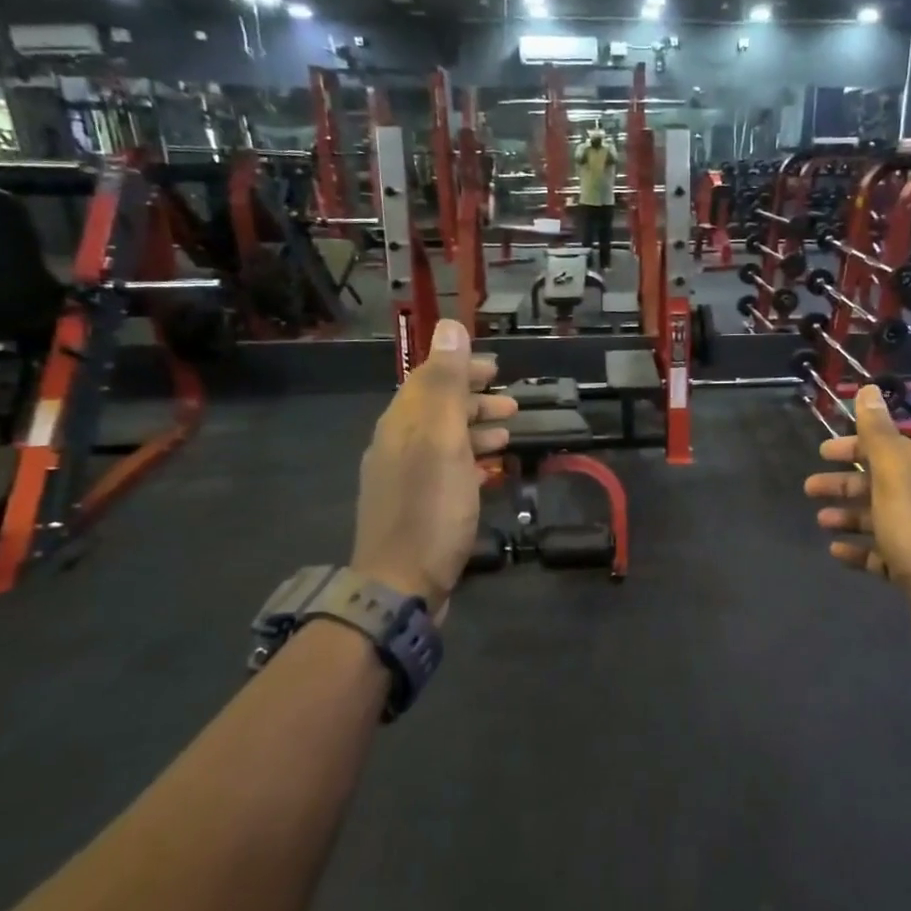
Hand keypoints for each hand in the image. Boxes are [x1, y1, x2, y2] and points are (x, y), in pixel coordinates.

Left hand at [350, 320, 516, 614]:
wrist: (401, 584)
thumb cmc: (430, 509)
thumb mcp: (441, 440)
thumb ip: (445, 384)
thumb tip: (449, 326)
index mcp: (401, 424)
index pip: (429, 380)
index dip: (461, 368)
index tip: (496, 367)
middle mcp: (397, 445)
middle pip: (437, 410)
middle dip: (474, 399)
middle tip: (512, 401)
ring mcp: (405, 479)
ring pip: (444, 441)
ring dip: (476, 430)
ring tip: (510, 433)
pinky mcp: (417, 507)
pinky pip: (447, 470)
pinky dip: (470, 461)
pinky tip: (491, 471)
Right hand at [804, 386, 910, 669]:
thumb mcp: (895, 478)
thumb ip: (878, 435)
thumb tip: (868, 389)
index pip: (886, 449)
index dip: (854, 447)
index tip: (822, 452)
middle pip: (879, 483)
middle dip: (844, 483)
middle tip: (809, 488)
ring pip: (878, 518)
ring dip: (848, 515)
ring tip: (821, 521)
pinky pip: (880, 554)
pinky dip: (858, 550)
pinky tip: (836, 552)